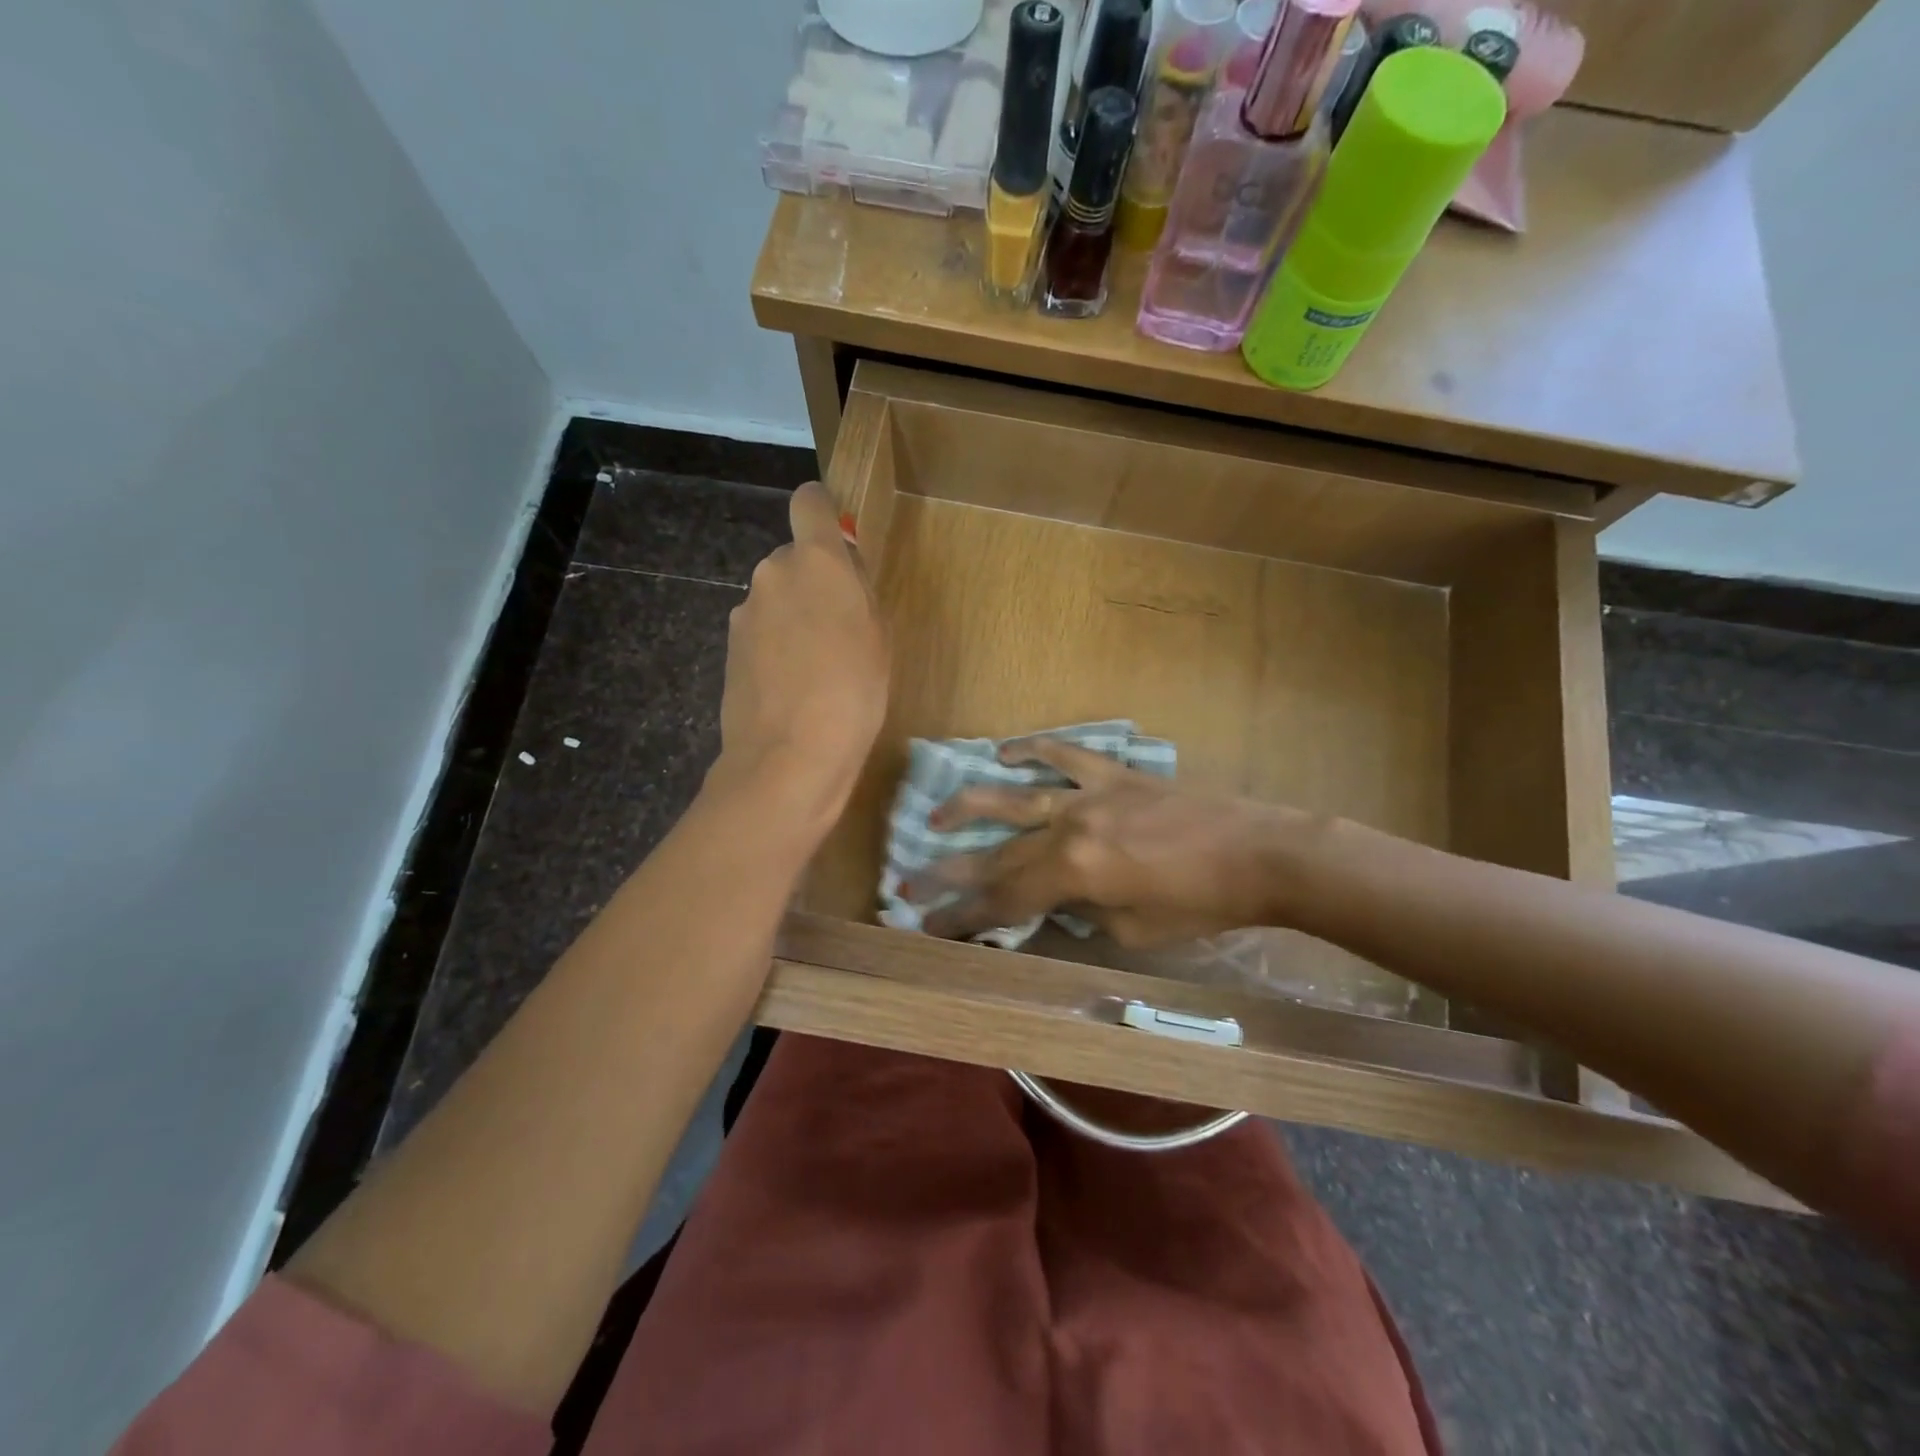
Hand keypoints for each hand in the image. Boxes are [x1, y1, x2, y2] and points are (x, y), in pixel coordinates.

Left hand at [712, 482, 887, 831]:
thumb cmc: (854, 692)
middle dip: (813, 581)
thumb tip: (842, 573)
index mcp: (816, 561)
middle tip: (839, 628)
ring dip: (793, 617)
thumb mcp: (879, 636)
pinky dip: (775, 647)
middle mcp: (772, 573)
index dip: (824, 511)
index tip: (839, 538)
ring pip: (776, 598)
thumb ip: (858, 591)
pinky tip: (791, 687)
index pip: (810, 502)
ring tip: (815, 668)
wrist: (791, 755)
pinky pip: (761, 631)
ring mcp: (744, 612)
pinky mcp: (729, 648)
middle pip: (793, 559)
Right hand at [916, 738, 1304, 946]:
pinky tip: (1004, 753)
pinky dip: (1033, 750)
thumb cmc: (1201, 904)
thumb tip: (1056, 902)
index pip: (1003, 898)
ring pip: (1015, 795)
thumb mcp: (1133, 930)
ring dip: (970, 805)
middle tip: (908, 880)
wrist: (1260, 853)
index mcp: (1074, 872)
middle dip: (951, 872)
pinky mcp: (1114, 774)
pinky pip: (1065, 755)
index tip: (926, 924)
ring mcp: (1089, 793)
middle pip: (998, 852)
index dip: (963, 916)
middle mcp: (1069, 827)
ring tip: (935, 813)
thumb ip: (1082, 915)